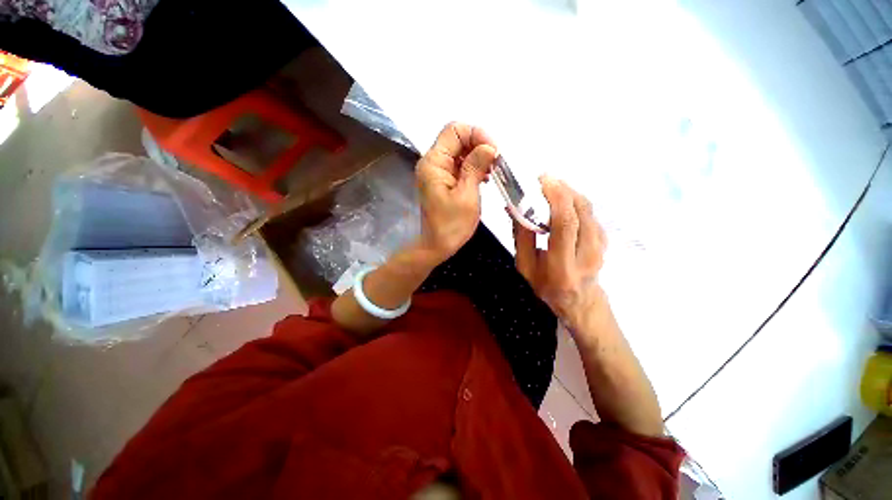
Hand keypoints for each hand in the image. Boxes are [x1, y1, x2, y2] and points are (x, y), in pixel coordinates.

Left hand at [416, 122, 497, 263]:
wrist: (437, 246)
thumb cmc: (451, 225)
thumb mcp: (467, 195)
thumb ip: (476, 167)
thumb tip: (489, 146)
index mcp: (434, 163)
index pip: (454, 131)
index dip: (477, 134)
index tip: (494, 151)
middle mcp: (432, 162)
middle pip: (457, 138)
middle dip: (479, 145)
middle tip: (497, 162)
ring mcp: (437, 171)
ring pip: (460, 151)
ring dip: (478, 157)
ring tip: (492, 172)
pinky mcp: (443, 180)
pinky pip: (459, 164)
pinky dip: (473, 167)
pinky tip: (484, 178)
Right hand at [513, 176, 606, 329]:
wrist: (580, 301)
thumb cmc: (547, 286)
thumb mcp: (526, 267)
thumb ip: (521, 238)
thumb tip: (514, 208)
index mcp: (562, 266)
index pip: (565, 224)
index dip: (556, 198)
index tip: (542, 181)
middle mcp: (587, 254)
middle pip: (581, 211)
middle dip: (562, 189)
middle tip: (544, 179)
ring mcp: (601, 246)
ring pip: (588, 208)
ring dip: (569, 192)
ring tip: (551, 186)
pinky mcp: (605, 239)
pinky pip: (590, 213)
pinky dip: (575, 200)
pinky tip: (562, 200)